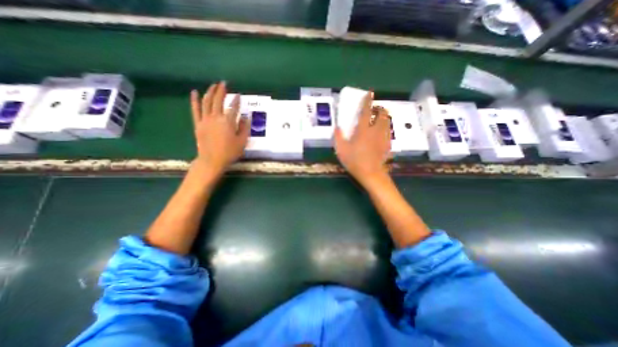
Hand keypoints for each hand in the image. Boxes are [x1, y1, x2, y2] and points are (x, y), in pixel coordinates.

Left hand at [188, 82, 247, 175]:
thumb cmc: (229, 152)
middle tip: (224, 83)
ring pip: (207, 102)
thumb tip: (245, 117)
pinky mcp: (198, 124)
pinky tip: (194, 92)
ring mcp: (205, 119)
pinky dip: (194, 100)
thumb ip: (244, 128)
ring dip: (210, 92)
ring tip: (213, 85)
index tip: (239, 95)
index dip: (236, 100)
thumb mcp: (242, 142)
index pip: (233, 107)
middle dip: (221, 90)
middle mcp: (216, 117)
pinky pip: (195, 109)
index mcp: (228, 122)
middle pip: (218, 100)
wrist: (212, 160)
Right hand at [334, 91, 390, 185]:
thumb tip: (337, 127)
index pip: (366, 111)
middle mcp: (376, 130)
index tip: (369, 93)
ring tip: (379, 119)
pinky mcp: (388, 144)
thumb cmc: (354, 161)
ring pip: (387, 122)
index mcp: (363, 130)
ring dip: (384, 117)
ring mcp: (383, 137)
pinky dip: (386, 128)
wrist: (370, 173)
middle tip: (374, 109)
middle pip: (382, 114)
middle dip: (379, 108)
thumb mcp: (341, 150)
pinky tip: (382, 133)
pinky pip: (388, 132)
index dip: (368, 101)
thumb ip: (338, 137)